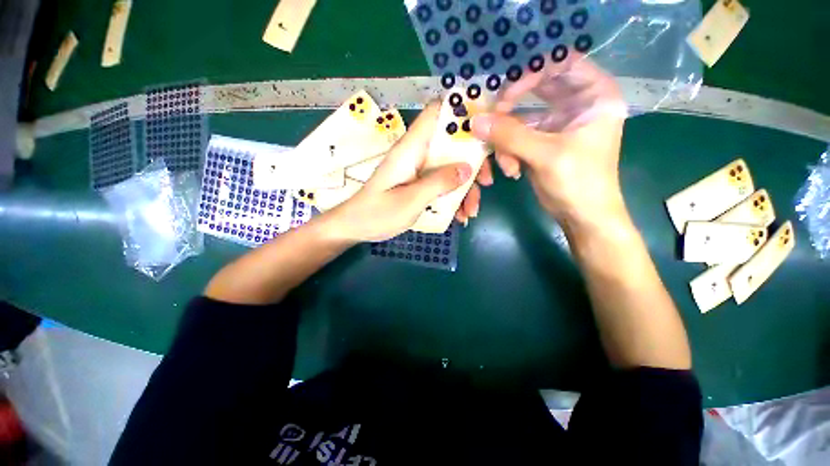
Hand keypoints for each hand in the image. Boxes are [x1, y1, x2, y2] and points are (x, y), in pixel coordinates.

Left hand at [326, 103, 472, 241]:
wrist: (356, 227)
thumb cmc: (378, 214)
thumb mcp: (410, 200)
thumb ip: (438, 183)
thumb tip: (467, 168)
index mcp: (411, 148)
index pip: (436, 113)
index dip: (461, 111)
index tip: (486, 127)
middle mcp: (417, 154)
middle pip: (452, 144)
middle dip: (473, 161)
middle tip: (486, 183)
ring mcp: (418, 169)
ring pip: (450, 167)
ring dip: (465, 187)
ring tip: (470, 212)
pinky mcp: (418, 183)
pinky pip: (442, 183)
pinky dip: (453, 197)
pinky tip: (460, 216)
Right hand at [471, 53, 628, 227]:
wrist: (581, 216)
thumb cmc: (578, 182)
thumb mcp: (545, 155)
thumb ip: (509, 136)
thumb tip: (475, 121)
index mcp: (594, 95)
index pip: (562, 63)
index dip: (533, 73)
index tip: (507, 95)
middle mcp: (576, 103)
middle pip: (538, 88)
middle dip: (512, 107)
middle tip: (492, 119)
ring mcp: (557, 123)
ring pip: (522, 116)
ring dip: (508, 139)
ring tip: (506, 163)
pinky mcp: (542, 141)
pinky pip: (518, 135)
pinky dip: (509, 151)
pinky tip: (511, 170)